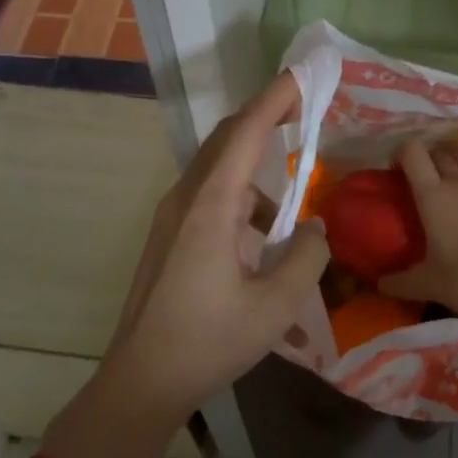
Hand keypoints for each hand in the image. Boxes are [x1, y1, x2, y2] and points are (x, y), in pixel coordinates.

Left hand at [88, 72, 328, 436]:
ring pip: (220, 171)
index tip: (303, 76)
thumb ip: (307, 257)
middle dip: (266, 119)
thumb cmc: (209, 341)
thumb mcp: (276, 305)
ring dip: (258, 172)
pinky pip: (211, 199)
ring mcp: (172, 217)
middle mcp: (186, 198)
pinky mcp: (169, 236)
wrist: (141, 381)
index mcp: (211, 205)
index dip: (276, 98)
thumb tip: (315, 228)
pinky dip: (243, 203)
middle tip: (304, 111)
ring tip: (295, 201)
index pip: (246, 132)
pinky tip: (265, 244)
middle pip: (228, 139)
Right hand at [381, 136, 457, 330]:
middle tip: (419, 174)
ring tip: (447, 162)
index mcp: (432, 197)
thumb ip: (400, 282)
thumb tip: (380, 284)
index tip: (395, 167)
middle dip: (426, 157)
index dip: (401, 152)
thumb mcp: (428, 285)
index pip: (413, 154)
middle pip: (439, 153)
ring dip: (453, 152)